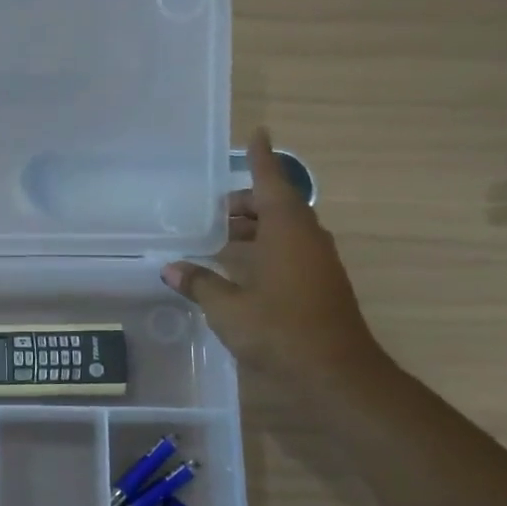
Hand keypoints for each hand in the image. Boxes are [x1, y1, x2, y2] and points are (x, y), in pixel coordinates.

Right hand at [163, 130, 387, 390]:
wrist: (335, 372)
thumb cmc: (279, 330)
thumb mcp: (227, 307)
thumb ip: (199, 283)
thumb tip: (171, 267)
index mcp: (287, 231)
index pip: (271, 182)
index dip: (260, 159)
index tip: (258, 133)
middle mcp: (307, 238)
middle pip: (277, 206)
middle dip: (247, 203)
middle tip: (215, 210)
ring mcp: (317, 262)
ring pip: (285, 230)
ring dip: (256, 228)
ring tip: (222, 237)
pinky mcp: (320, 284)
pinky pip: (290, 251)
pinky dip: (265, 248)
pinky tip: (241, 268)